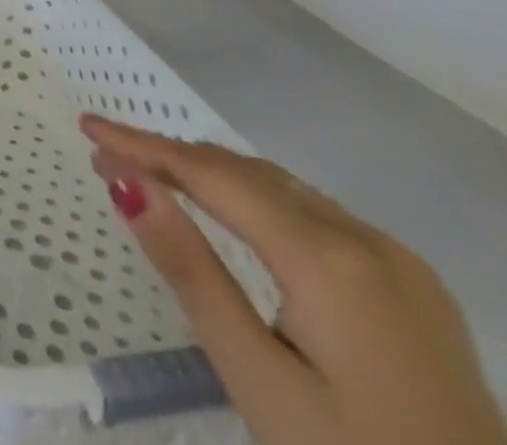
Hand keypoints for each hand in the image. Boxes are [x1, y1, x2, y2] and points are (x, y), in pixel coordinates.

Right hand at [82, 115, 506, 444]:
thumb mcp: (257, 379)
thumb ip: (191, 271)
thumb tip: (126, 183)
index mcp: (327, 257)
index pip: (210, 174)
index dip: (142, 145)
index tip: (87, 127)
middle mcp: (368, 240)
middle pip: (246, 173)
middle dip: (171, 158)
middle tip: (108, 159)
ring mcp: (401, 265)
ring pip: (283, 189)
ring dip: (213, 176)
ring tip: (156, 180)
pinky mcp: (419, 293)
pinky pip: (317, 217)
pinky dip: (259, 201)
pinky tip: (237, 217)